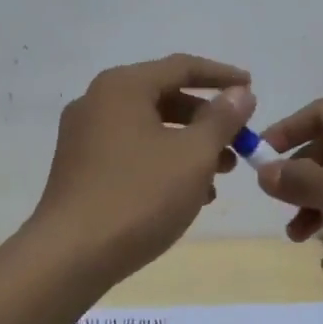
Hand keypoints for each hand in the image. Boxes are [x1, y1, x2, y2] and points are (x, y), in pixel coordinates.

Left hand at [30, 54, 255, 276]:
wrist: (70, 256)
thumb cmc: (139, 196)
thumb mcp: (193, 156)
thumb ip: (221, 119)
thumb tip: (240, 93)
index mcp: (122, 87)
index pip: (182, 67)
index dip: (222, 76)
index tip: (252, 88)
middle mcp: (98, 101)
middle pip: (164, 97)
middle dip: (207, 120)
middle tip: (239, 142)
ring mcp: (84, 135)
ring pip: (149, 128)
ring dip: (188, 145)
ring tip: (221, 175)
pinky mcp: (80, 167)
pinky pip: (131, 151)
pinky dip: (163, 162)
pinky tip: (188, 195)